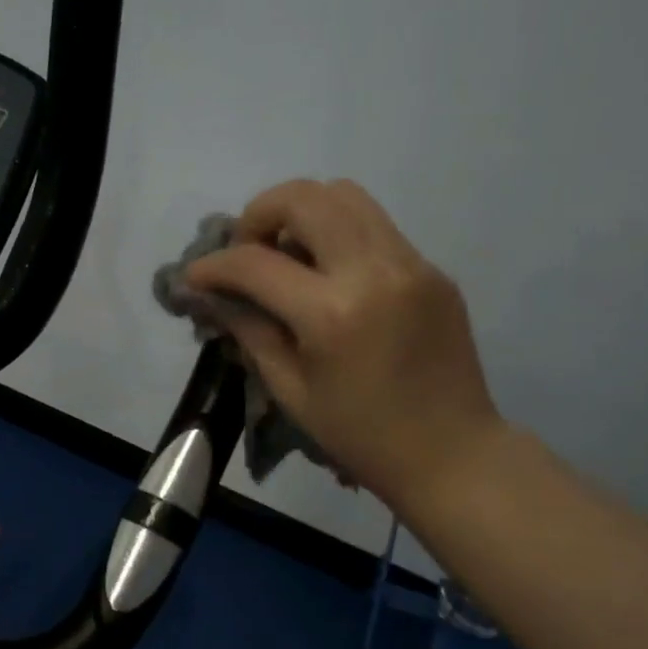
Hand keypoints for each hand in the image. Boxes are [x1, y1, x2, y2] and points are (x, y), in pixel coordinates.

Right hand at [185, 179, 505, 521]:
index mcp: (333, 314)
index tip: (195, 276)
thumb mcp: (291, 390)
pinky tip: (328, 274)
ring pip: (344, 194)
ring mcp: (411, 263)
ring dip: (301, 213)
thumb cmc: (361, 435)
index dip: (214, 265)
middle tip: (246, 251)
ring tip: (287, 254)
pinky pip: (374, 226)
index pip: (255, 263)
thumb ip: (249, 330)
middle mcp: (374, 271)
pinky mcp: (431, 268)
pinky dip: (337, 234)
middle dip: (259, 214)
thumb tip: (212, 294)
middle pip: (304, 197)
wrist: (453, 453)